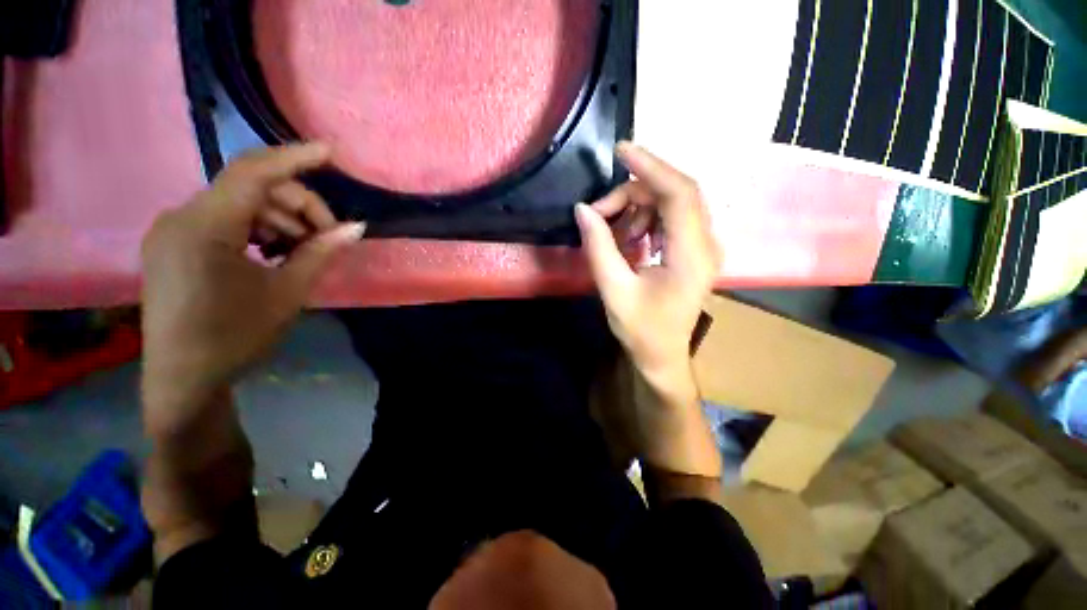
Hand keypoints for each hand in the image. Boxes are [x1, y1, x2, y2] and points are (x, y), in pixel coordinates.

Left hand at [140, 144, 363, 423]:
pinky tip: (275, 253)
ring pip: (239, 204)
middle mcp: (181, 217)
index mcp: (204, 227)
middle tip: (328, 236)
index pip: (253, 173)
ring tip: (305, 250)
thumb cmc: (236, 337)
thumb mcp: (287, 293)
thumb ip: (320, 253)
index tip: (330, 152)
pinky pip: (224, 220)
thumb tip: (356, 228)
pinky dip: (257, 229)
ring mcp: (174, 230)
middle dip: (298, 206)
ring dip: (280, 220)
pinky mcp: (175, 243)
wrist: (185, 378)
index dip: (294, 157)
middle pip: (251, 189)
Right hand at [575, 142, 720, 389]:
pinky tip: (629, 238)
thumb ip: (599, 247)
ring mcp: (703, 246)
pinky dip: (645, 219)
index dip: (650, 167)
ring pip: (672, 203)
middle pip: (676, 193)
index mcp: (691, 255)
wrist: (662, 355)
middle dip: (635, 191)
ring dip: (638, 207)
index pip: (679, 193)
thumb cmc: (641, 330)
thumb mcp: (613, 290)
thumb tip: (583, 210)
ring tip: (613, 232)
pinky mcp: (693, 250)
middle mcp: (706, 244)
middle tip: (600, 211)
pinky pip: (671, 218)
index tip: (621, 150)